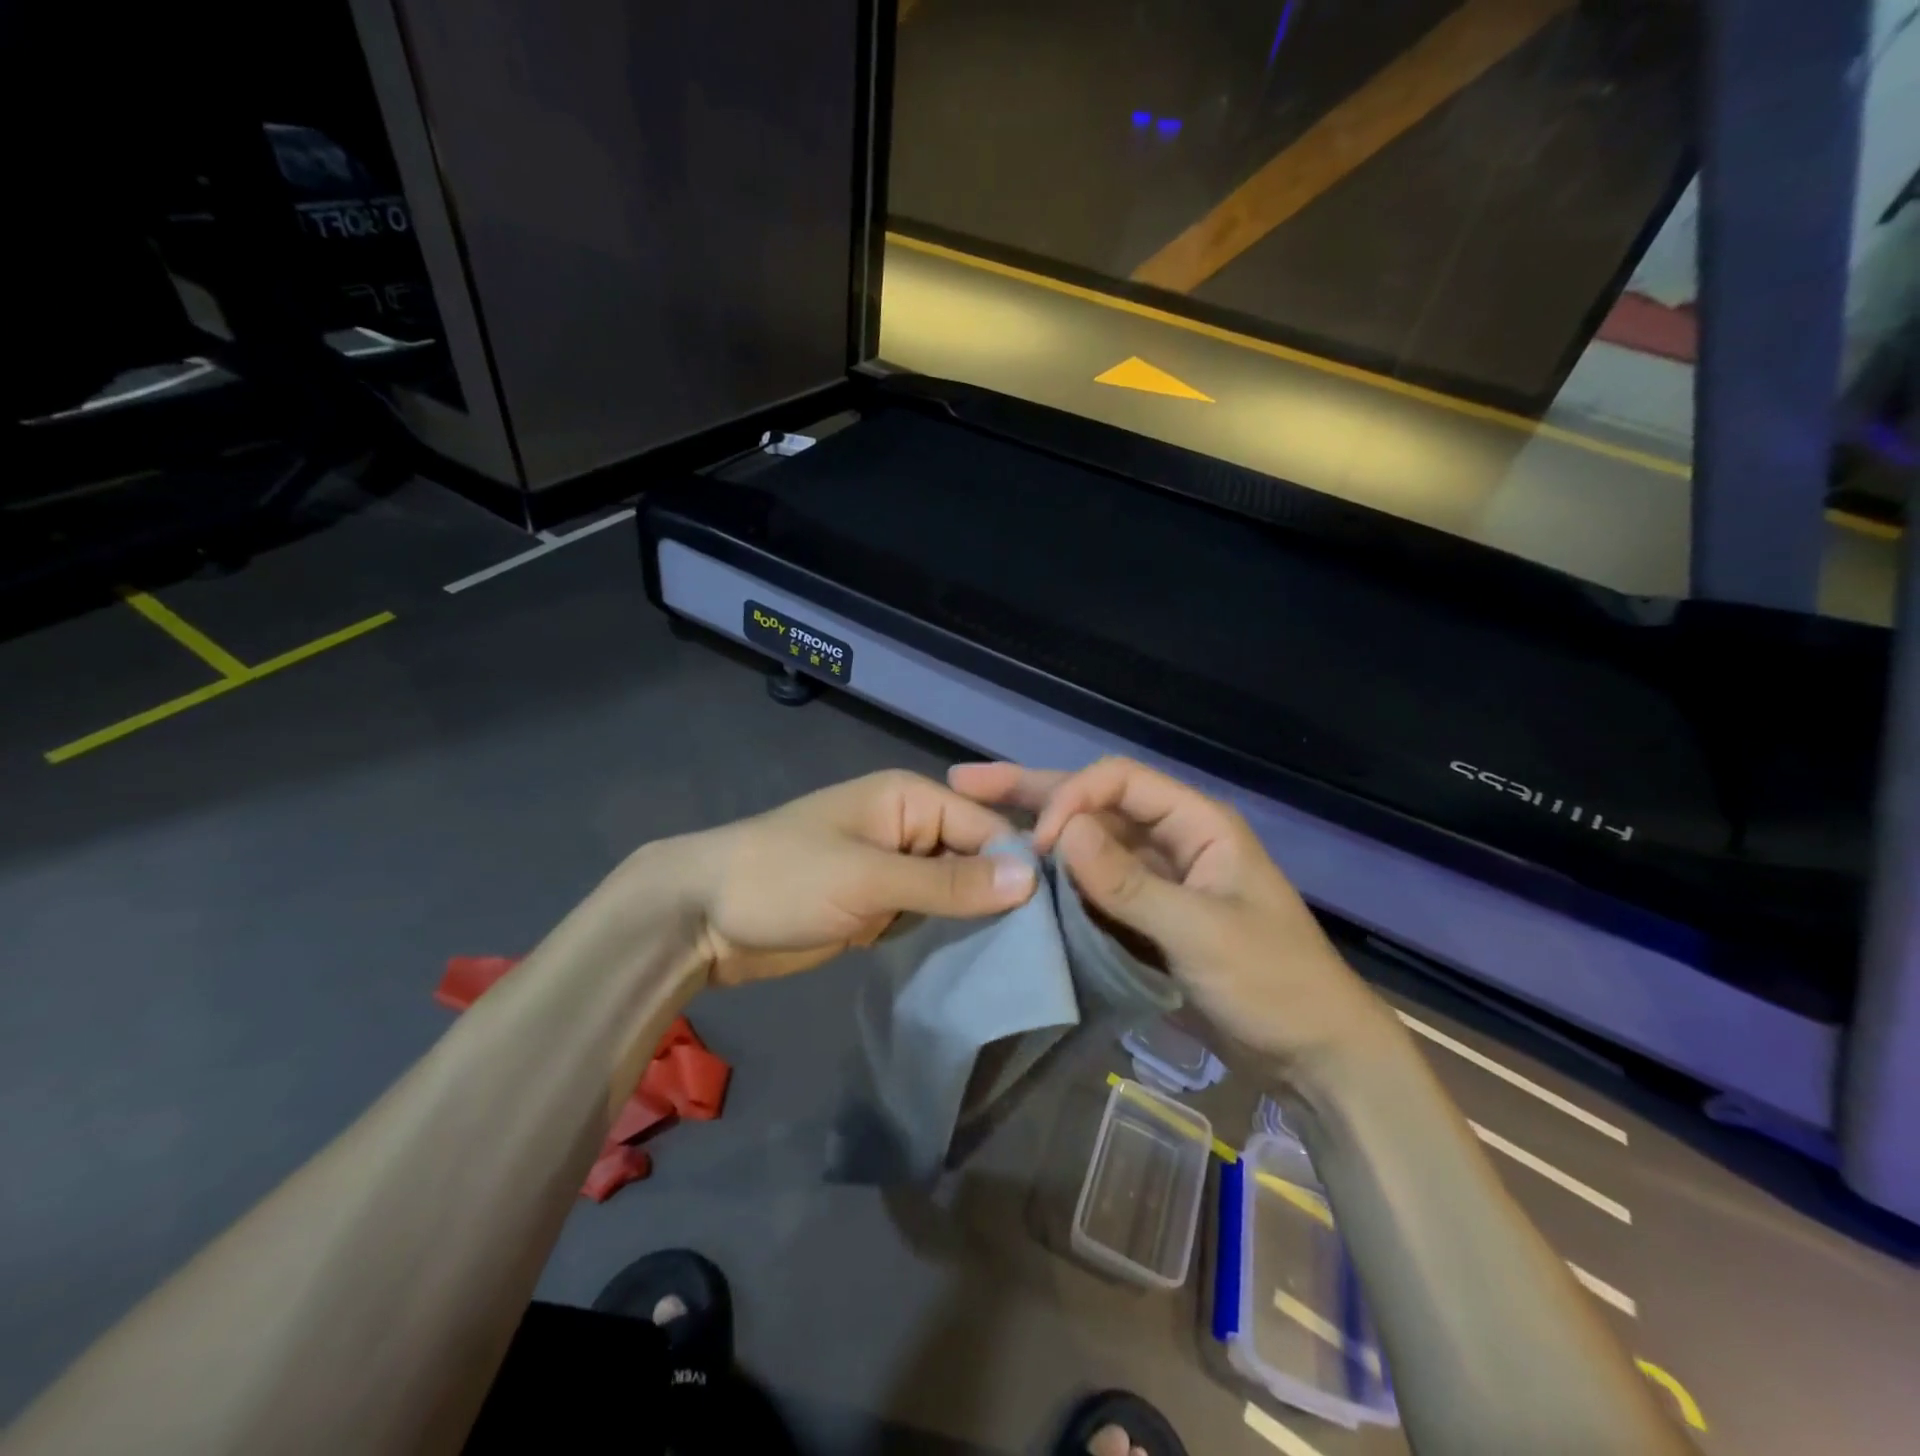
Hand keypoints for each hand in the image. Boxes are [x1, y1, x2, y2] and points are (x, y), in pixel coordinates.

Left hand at [664, 770, 1037, 987]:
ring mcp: (894, 870)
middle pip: (975, 859)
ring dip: (978, 920)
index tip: (1055, 917)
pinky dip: (948, 935)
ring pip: (955, 891)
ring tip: (1023, 960)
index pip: (987, 827)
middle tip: (1046, 948)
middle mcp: (910, 829)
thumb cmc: (785, 879)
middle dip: (1002, 896)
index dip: (1019, 866)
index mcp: (911, 800)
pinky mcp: (879, 907)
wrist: (703, 916)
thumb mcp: (869, 878)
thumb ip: (948, 883)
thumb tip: (1031, 880)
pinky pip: (928, 916)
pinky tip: (980, 963)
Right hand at [949, 758, 1390, 1069]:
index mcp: (1196, 823)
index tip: (1037, 843)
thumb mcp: (1202, 931)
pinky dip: (1057, 880)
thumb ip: (1130, 883)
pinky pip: (1093, 886)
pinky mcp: (1145, 915)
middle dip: (1032, 791)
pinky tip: (1017, 877)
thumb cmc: (1273, 983)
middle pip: (1095, 802)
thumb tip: (1062, 832)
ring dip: (1038, 832)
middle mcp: (1170, 839)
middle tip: (965, 782)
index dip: (1072, 799)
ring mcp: (1156, 878)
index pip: (1119, 782)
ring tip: (975, 819)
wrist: (1314, 1054)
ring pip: (1088, 843)